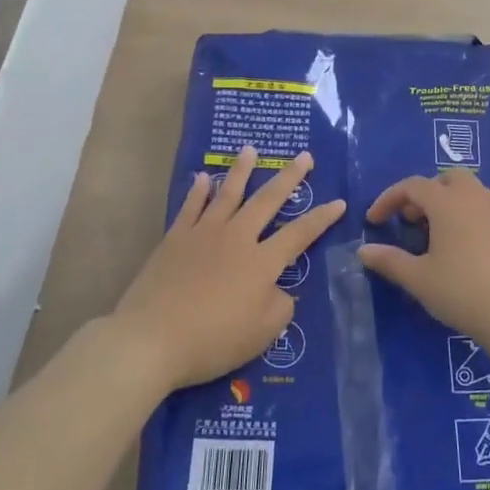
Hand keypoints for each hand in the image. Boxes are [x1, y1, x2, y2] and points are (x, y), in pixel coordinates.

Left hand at [112, 147, 344, 392]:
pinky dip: (198, 191)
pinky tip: (203, 177)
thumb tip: (279, 289)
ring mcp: (203, 234)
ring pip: (228, 194)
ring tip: (250, 149)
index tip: (338, 202)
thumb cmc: (213, 340)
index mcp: (262, 262)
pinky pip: (191, 207)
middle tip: (304, 156)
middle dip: (289, 177)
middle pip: (267, 200)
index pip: (300, 234)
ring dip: (241, 170)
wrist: (151, 339)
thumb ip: (280, 306)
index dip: (321, 218)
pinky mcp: (175, 239)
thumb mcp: (262, 334)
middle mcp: (237, 238)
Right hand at [358, 169, 489, 349]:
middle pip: (449, 178)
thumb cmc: (460, 290)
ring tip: (441, 228)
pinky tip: (470, 248)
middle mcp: (475, 199)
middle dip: (427, 191)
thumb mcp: (418, 278)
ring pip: (475, 191)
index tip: (374, 220)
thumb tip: (363, 251)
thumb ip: (389, 261)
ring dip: (454, 201)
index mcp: (447, 203)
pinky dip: (475, 221)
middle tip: (412, 218)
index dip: (389, 199)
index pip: (412, 186)